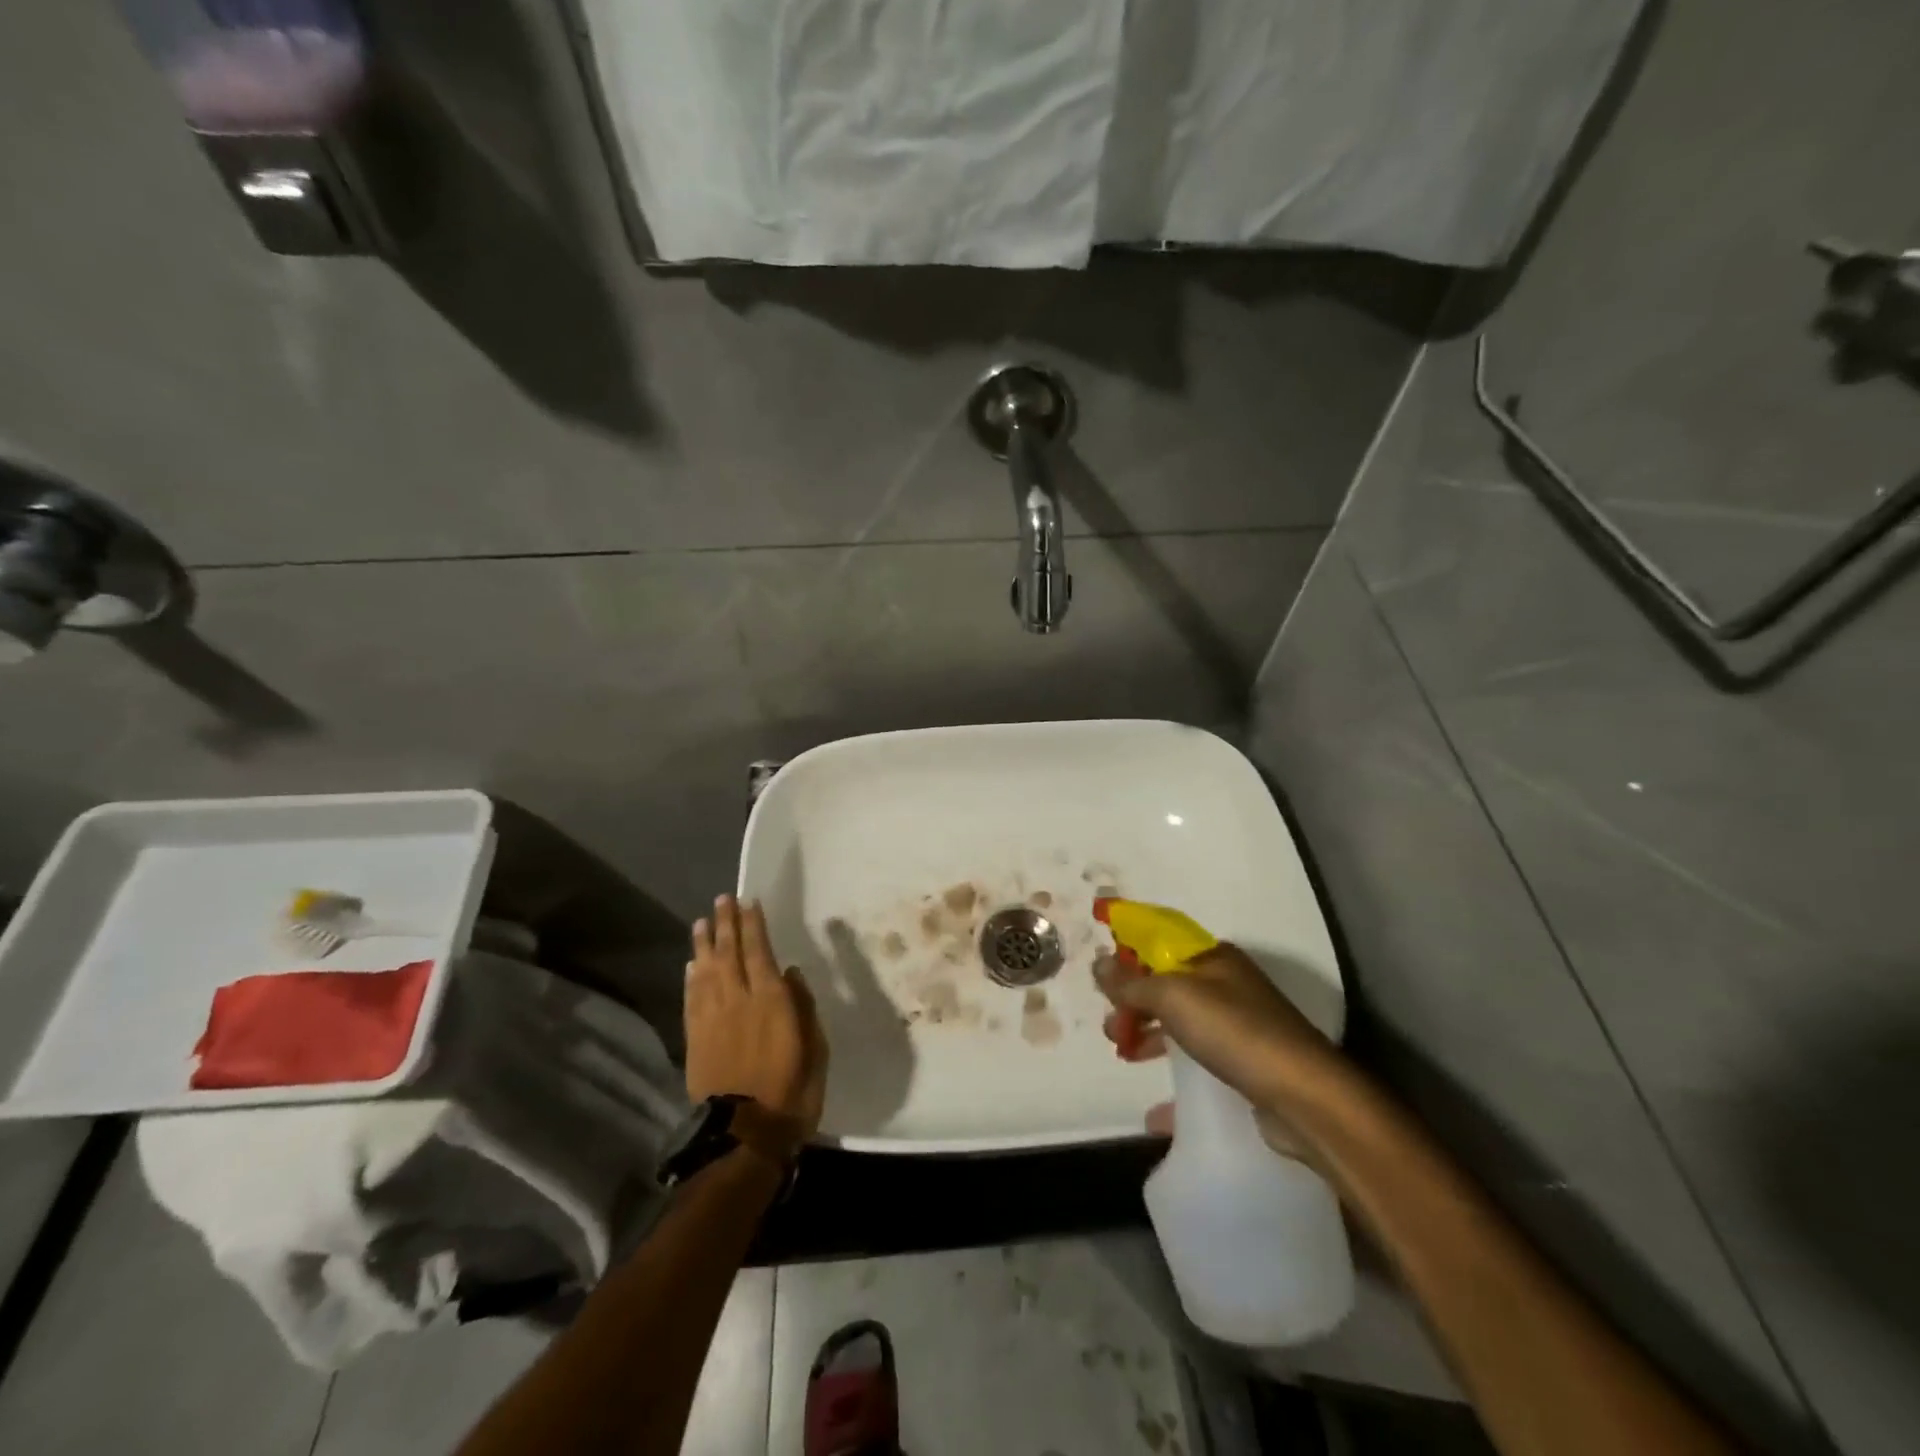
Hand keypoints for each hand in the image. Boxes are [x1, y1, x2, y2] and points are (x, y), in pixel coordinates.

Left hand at [686, 896, 827, 1136]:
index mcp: (771, 1000)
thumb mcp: (815, 1048)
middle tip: (721, 899)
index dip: (753, 925)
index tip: (748, 902)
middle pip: (729, 953)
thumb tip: (790, 973)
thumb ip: (803, 1006)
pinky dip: (691, 978)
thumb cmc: (791, 1091)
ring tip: (702, 922)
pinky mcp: (695, 1039)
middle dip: (726, 924)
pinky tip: (691, 965)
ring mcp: (713, 1019)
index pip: (760, 950)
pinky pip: (691, 999)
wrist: (744, 1135)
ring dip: (704, 944)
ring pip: (706, 971)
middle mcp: (738, 1000)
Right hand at [1096, 943, 1345, 1157]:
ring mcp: (1238, 1023)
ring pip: (1179, 1018)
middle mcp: (1226, 983)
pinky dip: (1173, 1068)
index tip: (1100, 976)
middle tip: (1112, 1029)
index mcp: (1212, 957)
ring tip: (1124, 1054)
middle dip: (1132, 1000)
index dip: (1128, 952)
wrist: (1305, 1097)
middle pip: (1165, 982)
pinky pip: (1197, 1056)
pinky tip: (1155, 1106)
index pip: (1159, 940)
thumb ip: (1132, 982)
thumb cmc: (1235, 1032)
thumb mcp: (1174, 997)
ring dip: (1147, 1032)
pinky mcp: (1245, 1061)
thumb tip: (1098, 962)